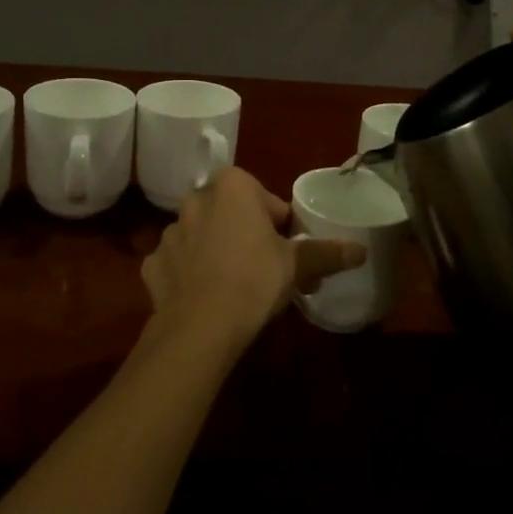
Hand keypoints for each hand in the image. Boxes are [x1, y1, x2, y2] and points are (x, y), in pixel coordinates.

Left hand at [140, 168, 365, 353]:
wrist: (201, 326)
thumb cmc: (254, 280)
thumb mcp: (298, 265)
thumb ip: (326, 253)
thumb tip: (360, 251)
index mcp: (232, 187)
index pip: (264, 198)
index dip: (279, 224)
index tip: (287, 250)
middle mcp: (195, 200)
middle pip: (230, 214)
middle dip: (245, 234)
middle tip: (265, 268)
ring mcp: (169, 233)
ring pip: (201, 237)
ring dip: (215, 252)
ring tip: (234, 287)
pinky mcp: (152, 265)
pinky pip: (177, 264)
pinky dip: (188, 275)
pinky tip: (204, 298)